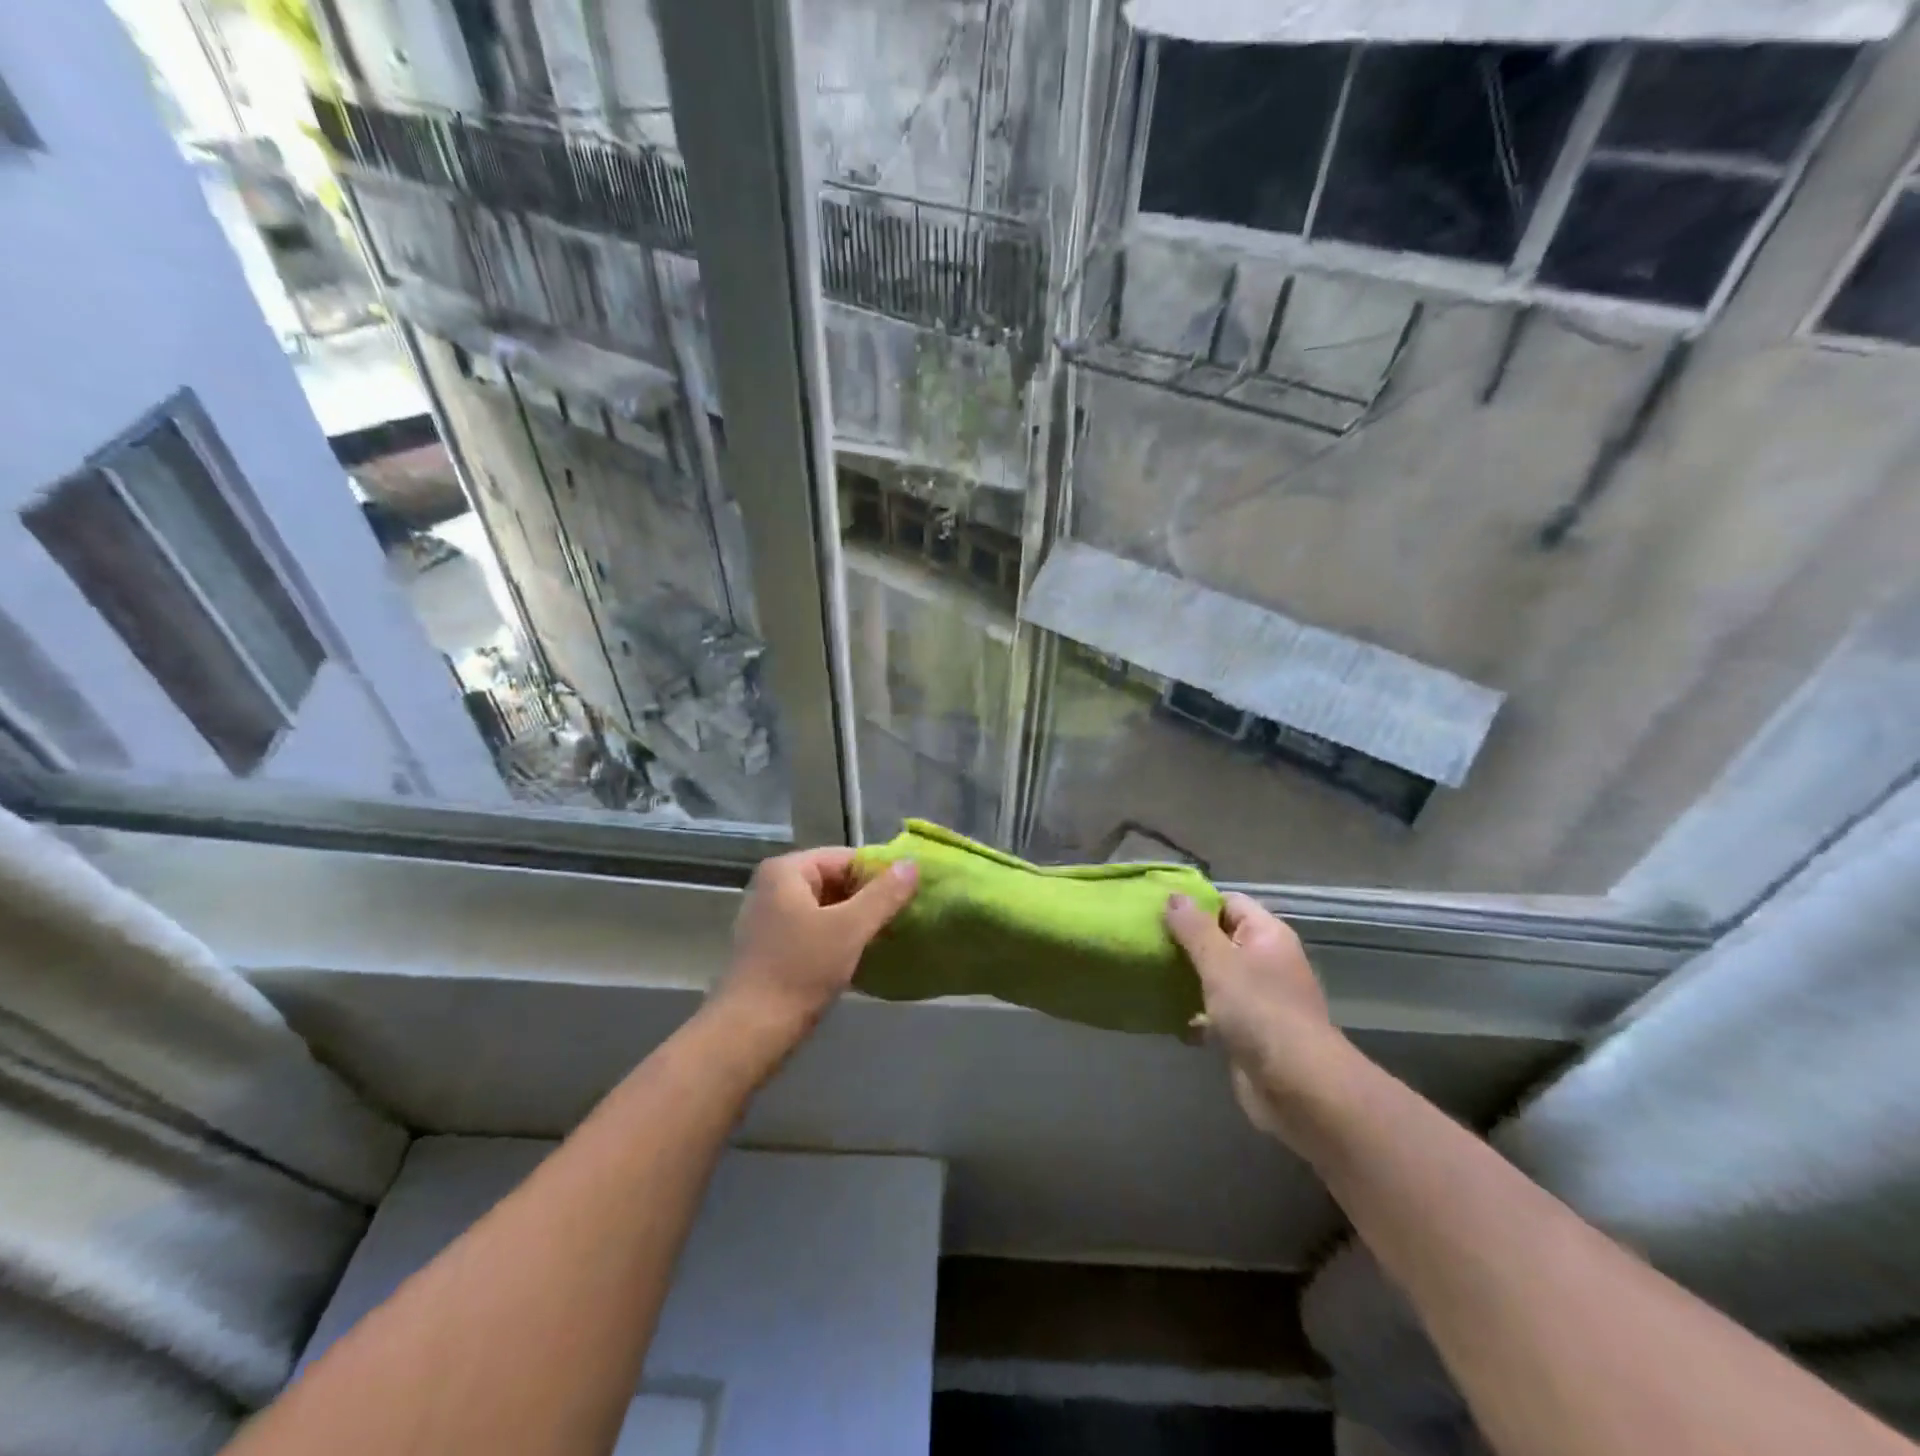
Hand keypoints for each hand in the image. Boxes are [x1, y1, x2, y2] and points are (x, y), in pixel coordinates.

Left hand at [720, 847, 918, 1032]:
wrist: (751, 1032)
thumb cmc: (800, 970)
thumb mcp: (850, 928)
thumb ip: (884, 894)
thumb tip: (912, 863)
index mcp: (786, 871)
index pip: (845, 858)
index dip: (879, 873)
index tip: (910, 894)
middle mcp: (773, 887)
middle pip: (834, 881)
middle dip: (868, 898)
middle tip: (902, 916)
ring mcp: (770, 918)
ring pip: (826, 908)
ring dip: (855, 920)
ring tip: (888, 935)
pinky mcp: (772, 948)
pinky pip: (814, 930)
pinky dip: (838, 938)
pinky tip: (861, 955)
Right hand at [1165, 892, 1342, 1145]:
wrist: (1297, 1087)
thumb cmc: (1259, 1012)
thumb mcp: (1220, 962)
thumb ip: (1194, 929)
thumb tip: (1175, 896)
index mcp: (1267, 935)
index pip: (1228, 902)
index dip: (1195, 903)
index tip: (1157, 910)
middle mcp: (1265, 961)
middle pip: (1219, 939)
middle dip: (1185, 942)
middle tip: (1146, 942)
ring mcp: (1258, 998)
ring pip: (1215, 976)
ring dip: (1186, 978)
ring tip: (1148, 974)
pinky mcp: (1248, 1031)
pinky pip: (1215, 1011)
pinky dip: (1194, 1011)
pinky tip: (1167, 1014)